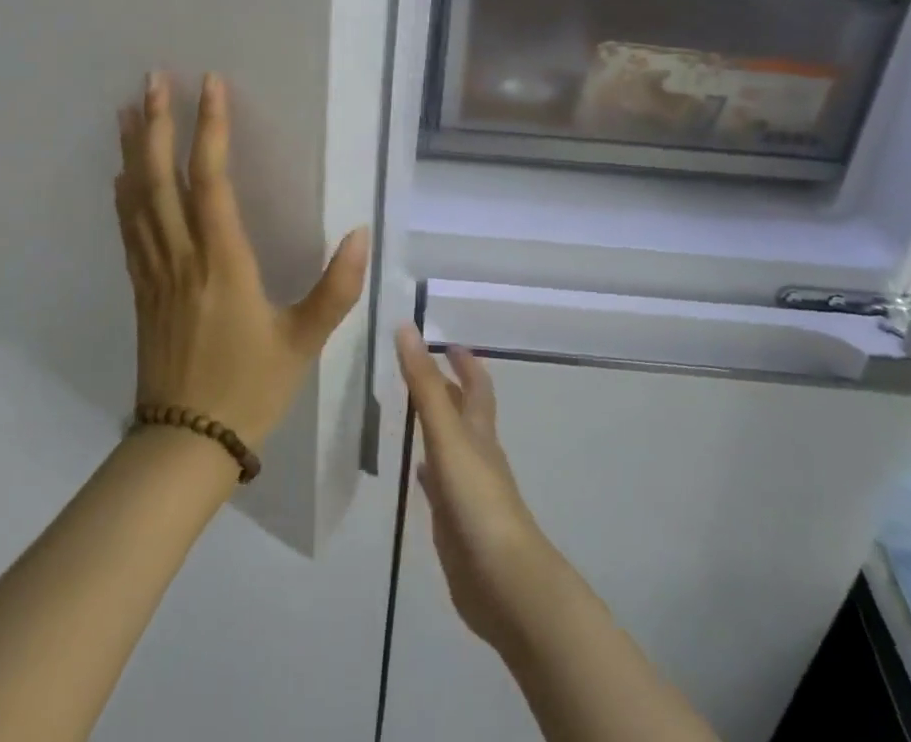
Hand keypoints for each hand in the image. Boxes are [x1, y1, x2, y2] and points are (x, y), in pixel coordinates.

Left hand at [115, 72, 366, 453]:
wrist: (184, 444)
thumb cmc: (249, 388)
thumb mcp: (303, 341)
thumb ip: (336, 288)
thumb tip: (362, 233)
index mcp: (222, 261)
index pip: (212, 180)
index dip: (211, 129)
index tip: (211, 86)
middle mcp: (182, 256)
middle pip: (161, 178)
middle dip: (158, 124)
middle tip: (154, 78)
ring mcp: (155, 271)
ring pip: (137, 198)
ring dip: (135, 149)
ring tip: (131, 108)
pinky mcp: (141, 289)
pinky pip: (129, 228)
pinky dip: (124, 192)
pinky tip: (122, 173)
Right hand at [395, 325, 557, 653]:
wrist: (503, 582)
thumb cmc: (478, 499)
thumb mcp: (448, 434)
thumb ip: (425, 385)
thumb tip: (406, 328)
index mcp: (479, 430)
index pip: (476, 385)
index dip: (464, 362)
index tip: (446, 342)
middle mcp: (477, 453)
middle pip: (464, 412)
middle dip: (447, 388)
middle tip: (417, 368)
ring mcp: (468, 489)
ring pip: (451, 446)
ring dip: (435, 425)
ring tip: (407, 409)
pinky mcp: (456, 521)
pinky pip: (441, 485)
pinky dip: (430, 470)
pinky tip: (417, 470)